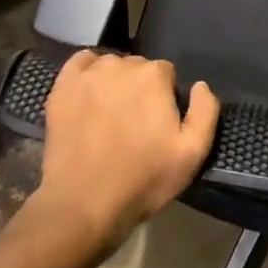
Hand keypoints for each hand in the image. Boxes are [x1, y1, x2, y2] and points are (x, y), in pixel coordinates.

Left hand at [31, 50, 220, 250]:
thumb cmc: (143, 179)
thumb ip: (205, 111)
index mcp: (154, 76)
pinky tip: (89, 94)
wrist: (83, 204)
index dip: (165, 98)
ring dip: (115, 82)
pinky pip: (80, 62)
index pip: (167, 74)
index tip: (158, 124)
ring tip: (110, 115)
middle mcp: (121, 65)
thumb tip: (200, 85)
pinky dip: (87, 71)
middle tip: (135, 124)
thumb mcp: (192, 153)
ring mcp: (88, 74)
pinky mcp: (62, 87)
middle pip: (138, 68)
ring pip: (111, 66)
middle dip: (141, 89)